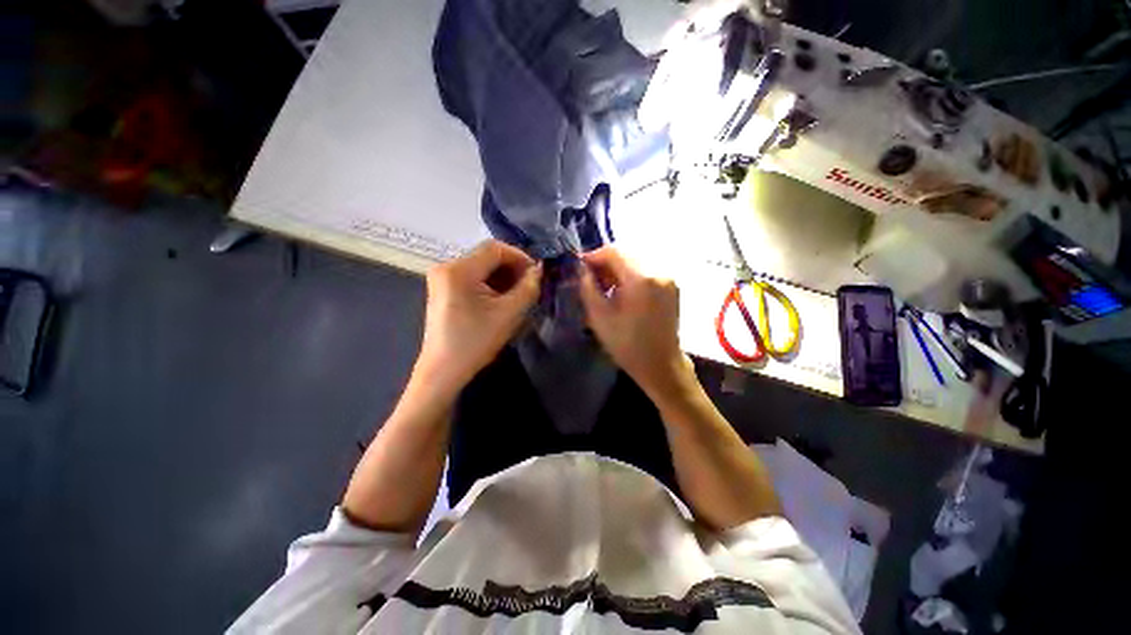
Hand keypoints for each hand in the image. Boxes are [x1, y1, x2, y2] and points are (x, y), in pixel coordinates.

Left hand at [415, 240, 540, 393]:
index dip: (520, 257)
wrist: (444, 371)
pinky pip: (473, 277)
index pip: (495, 248)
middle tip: (529, 286)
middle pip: (487, 256)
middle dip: (512, 268)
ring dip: (502, 277)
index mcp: (458, 269)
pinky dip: (490, 284)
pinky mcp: (443, 289)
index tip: (536, 275)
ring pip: (481, 267)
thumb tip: (539, 270)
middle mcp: (446, 267)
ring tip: (517, 295)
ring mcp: (442, 278)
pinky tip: (501, 300)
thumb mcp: (509, 314)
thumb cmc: (476, 342)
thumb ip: (528, 287)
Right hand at [578, 246, 693, 397]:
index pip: (614, 252)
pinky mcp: (672, 285)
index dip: (594, 256)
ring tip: (605, 286)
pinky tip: (622, 290)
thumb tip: (583, 270)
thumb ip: (588, 288)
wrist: (661, 365)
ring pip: (637, 260)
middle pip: (627, 253)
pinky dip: (631, 274)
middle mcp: (659, 271)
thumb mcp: (600, 317)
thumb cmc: (627, 345)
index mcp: (641, 279)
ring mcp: (669, 278)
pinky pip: (647, 270)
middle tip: (591, 278)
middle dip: (606, 262)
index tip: (580, 267)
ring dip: (618, 268)